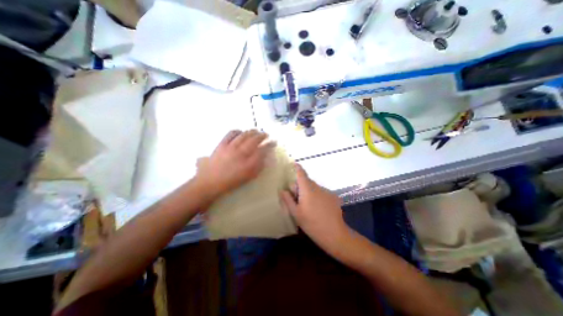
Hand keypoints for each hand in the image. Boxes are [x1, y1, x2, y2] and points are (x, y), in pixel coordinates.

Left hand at [196, 129, 271, 198]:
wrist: (210, 181)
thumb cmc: (231, 181)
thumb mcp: (248, 177)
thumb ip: (259, 167)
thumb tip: (266, 157)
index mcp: (248, 164)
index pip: (262, 151)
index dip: (270, 145)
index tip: (274, 142)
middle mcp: (241, 153)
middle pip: (254, 140)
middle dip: (262, 135)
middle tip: (266, 134)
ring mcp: (231, 147)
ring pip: (244, 135)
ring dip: (252, 131)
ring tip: (256, 131)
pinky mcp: (222, 144)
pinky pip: (231, 134)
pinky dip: (237, 131)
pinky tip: (241, 132)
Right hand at [280, 166, 348, 251]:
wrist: (334, 234)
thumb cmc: (312, 224)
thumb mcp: (296, 213)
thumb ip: (288, 200)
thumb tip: (282, 190)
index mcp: (307, 189)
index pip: (301, 174)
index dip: (297, 167)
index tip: (293, 164)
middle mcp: (317, 187)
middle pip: (307, 181)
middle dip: (300, 186)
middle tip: (297, 198)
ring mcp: (327, 191)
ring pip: (314, 187)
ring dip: (309, 192)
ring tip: (308, 206)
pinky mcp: (333, 197)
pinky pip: (321, 192)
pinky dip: (317, 196)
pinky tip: (318, 209)